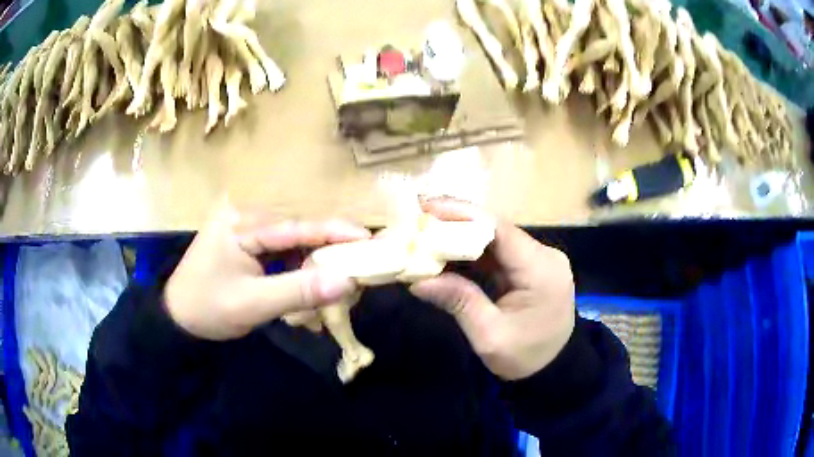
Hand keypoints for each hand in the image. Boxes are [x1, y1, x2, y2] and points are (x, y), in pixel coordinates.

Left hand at [165, 202, 370, 340]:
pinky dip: (297, 264)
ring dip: (313, 257)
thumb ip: (299, 292)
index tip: (367, 238)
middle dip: (327, 245)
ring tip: (340, 271)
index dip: (334, 232)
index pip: (295, 226)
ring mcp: (244, 227)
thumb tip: (347, 281)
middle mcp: (244, 216)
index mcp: (241, 222)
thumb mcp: (253, 303)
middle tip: (359, 259)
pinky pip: (278, 249)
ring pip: (289, 240)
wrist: (178, 319)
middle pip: (295, 229)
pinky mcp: (245, 242)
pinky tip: (310, 276)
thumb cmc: (209, 309)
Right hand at [409, 200, 574, 379]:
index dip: (462, 215)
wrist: (554, 369)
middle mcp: (544, 255)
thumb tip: (417, 281)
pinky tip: (447, 253)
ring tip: (425, 234)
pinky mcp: (531, 267)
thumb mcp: (490, 336)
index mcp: (541, 270)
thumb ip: (459, 302)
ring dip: (462, 237)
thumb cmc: (526, 357)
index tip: (426, 209)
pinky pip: (498, 253)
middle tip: (418, 220)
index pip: (499, 230)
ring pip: (495, 239)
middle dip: (456, 224)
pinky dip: (472, 253)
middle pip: (496, 230)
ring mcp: (539, 259)